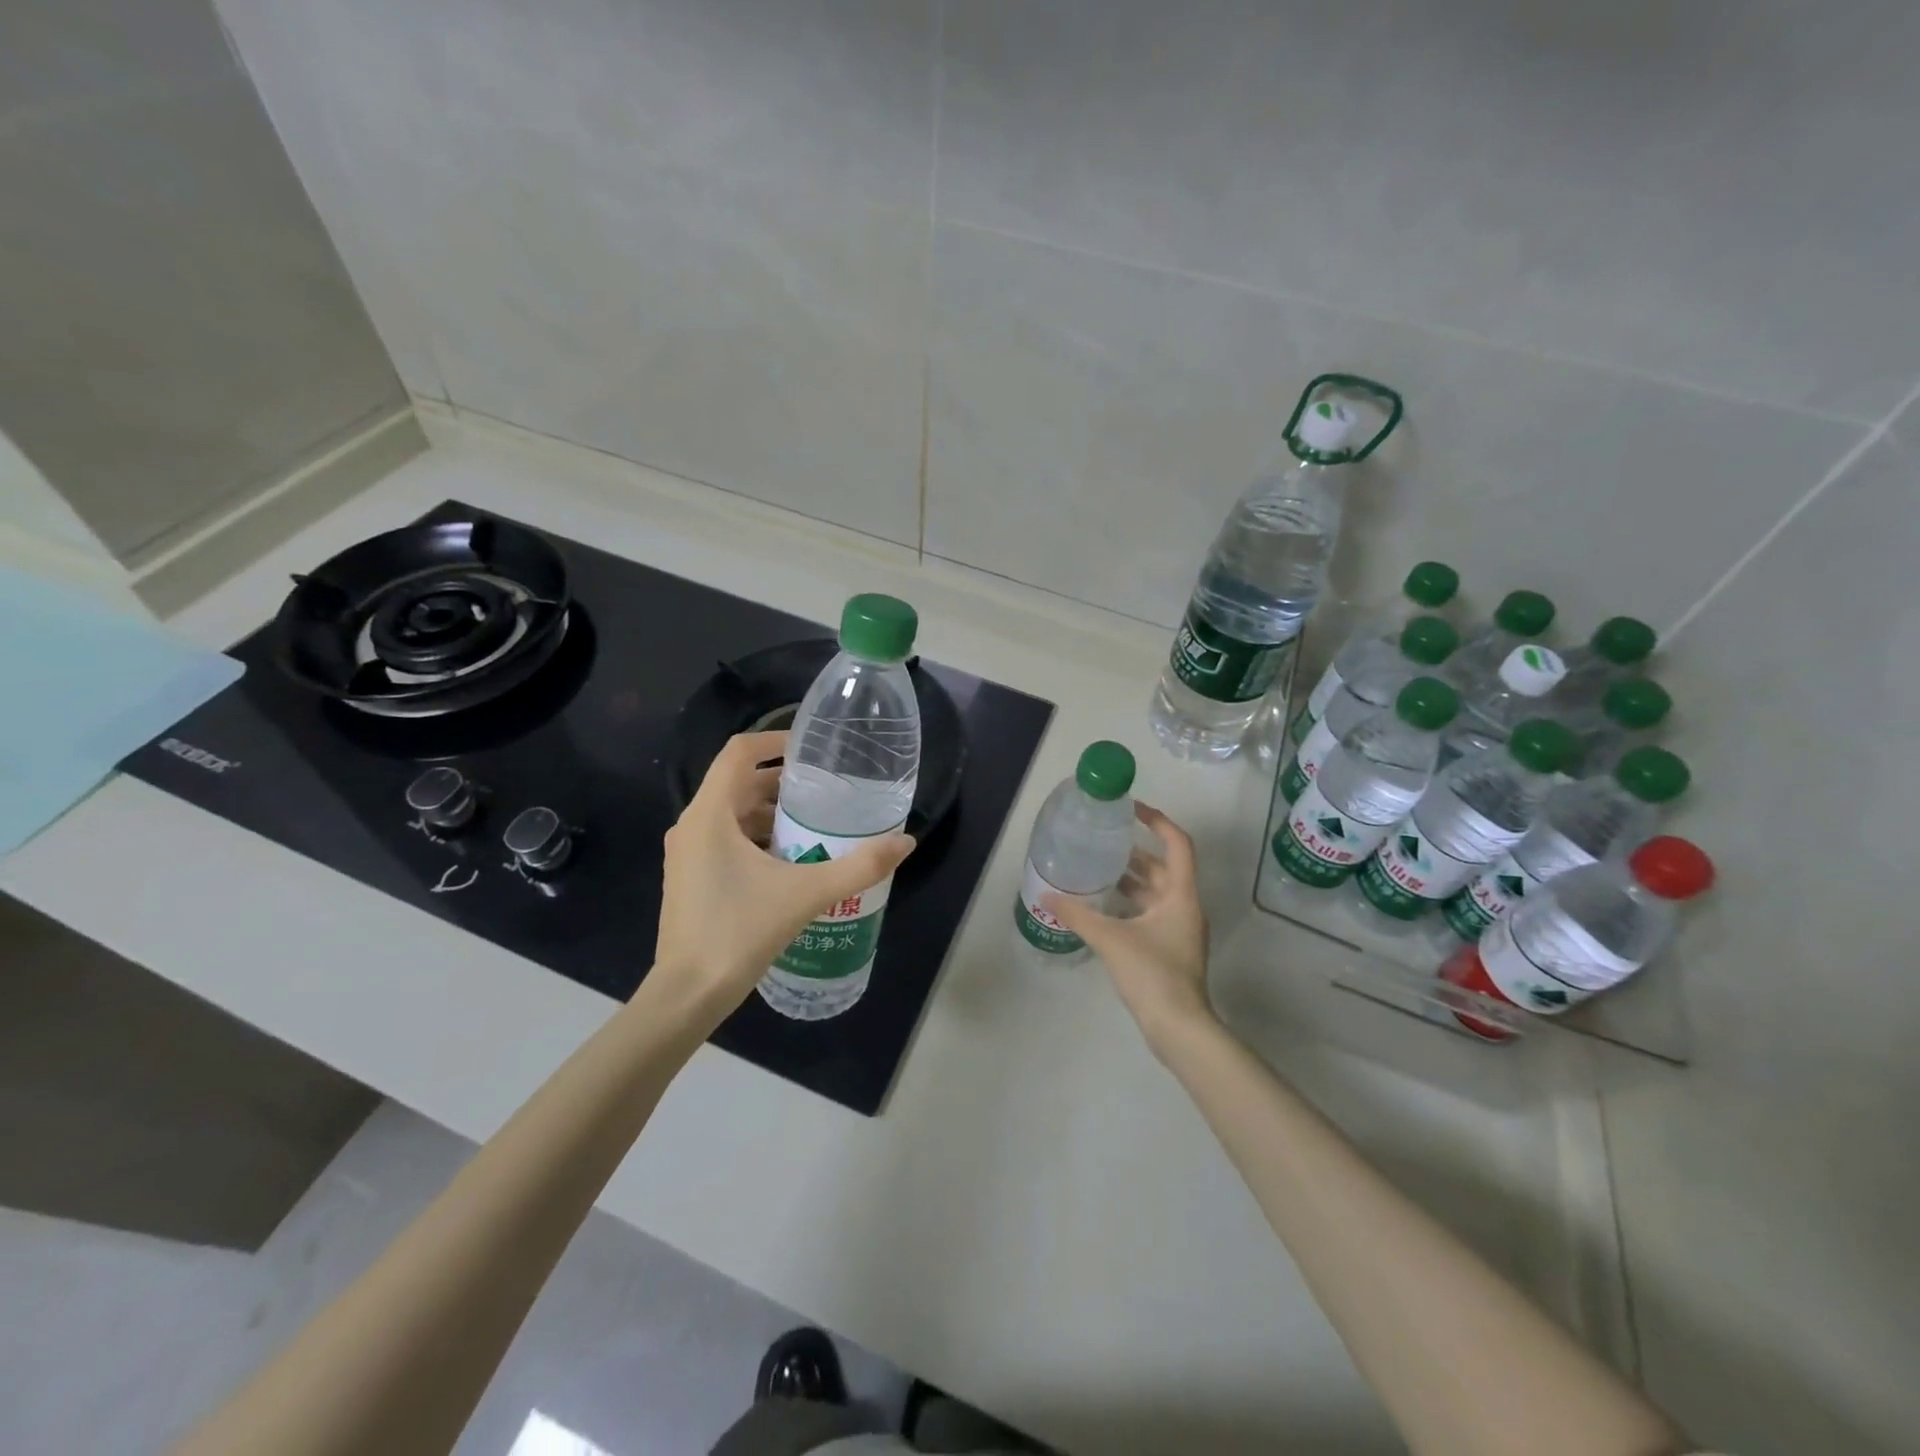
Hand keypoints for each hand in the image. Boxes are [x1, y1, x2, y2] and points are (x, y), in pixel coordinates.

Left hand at [654, 731, 914, 1017]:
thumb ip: (859, 866)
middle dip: (781, 783)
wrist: (688, 995)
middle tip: (825, 791)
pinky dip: (755, 837)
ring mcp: (686, 854)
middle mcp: (692, 826)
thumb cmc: (739, 932)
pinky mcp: (690, 878)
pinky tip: (789, 861)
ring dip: (769, 812)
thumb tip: (905, 842)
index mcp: (709, 815)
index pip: (739, 753)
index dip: (774, 741)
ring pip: (731, 814)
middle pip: (737, 783)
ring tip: (814, 824)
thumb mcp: (806, 895)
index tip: (811, 749)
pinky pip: (724, 840)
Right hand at [1047, 803, 1214, 1054]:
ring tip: (1098, 869)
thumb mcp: (1111, 939)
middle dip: (1135, 851)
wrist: (1179, 1028)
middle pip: (1164, 867)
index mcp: (1181, 895)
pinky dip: (1130, 903)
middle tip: (1103, 841)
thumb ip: (1078, 914)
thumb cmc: (1153, 974)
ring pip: (1156, 892)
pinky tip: (1103, 907)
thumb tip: (1046, 895)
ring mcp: (1180, 930)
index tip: (1131, 809)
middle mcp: (1185, 907)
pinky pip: (1151, 913)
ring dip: (1132, 878)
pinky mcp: (1170, 948)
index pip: (1177, 843)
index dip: (1157, 821)